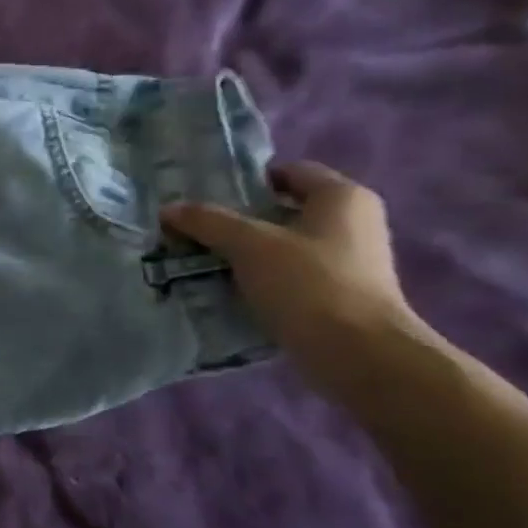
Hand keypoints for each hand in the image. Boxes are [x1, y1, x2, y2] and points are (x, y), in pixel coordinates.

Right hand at [162, 161, 421, 380]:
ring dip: (249, 253)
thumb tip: (168, 209)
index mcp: (342, 197)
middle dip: (242, 220)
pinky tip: (231, 291)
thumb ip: (208, 222)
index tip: (208, 198)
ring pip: (286, 246)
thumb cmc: (309, 284)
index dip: (247, 181)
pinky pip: (293, 276)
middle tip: (199, 230)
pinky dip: (264, 279)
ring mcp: (352, 262)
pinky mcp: (343, 296)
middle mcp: (355, 222)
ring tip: (206, 262)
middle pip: (285, 210)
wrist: (359, 355)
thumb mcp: (249, 245)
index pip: (289, 172)